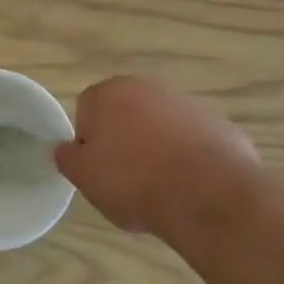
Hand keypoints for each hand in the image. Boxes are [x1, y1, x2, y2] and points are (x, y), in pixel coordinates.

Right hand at [54, 76, 258, 239]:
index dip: (89, 143)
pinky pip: (192, 141)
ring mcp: (187, 104)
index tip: (99, 171)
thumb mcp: (85, 177)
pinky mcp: (218, 124)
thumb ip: (68, 158)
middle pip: (125, 114)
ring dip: (156, 149)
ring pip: (159, 127)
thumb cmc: (135, 181)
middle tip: (126, 180)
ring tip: (162, 188)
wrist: (210, 195)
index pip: (86, 110)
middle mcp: (148, 87)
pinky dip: (188, 158)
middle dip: (123, 142)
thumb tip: (64, 148)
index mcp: (110, 92)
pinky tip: (190, 187)